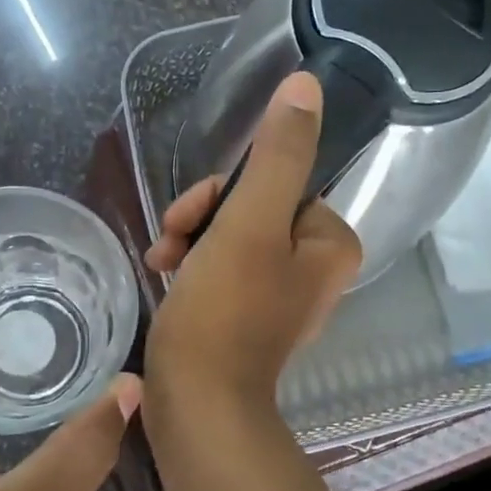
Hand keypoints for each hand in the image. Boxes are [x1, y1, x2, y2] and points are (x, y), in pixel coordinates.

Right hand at [144, 72, 361, 413]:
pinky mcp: (247, 315)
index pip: (275, 182)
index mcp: (330, 243)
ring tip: (161, 261)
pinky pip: (220, 267)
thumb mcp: (251, 223)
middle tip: (171, 241)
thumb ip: (279, 153)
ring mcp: (280, 293)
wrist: (197, 405)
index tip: (192, 217)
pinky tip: (163, 275)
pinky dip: (191, 265)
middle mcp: (314, 266)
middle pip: (251, 207)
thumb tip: (306, 85)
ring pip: (230, 234)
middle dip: (203, 217)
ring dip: (190, 238)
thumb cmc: (225, 312)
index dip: (225, 192)